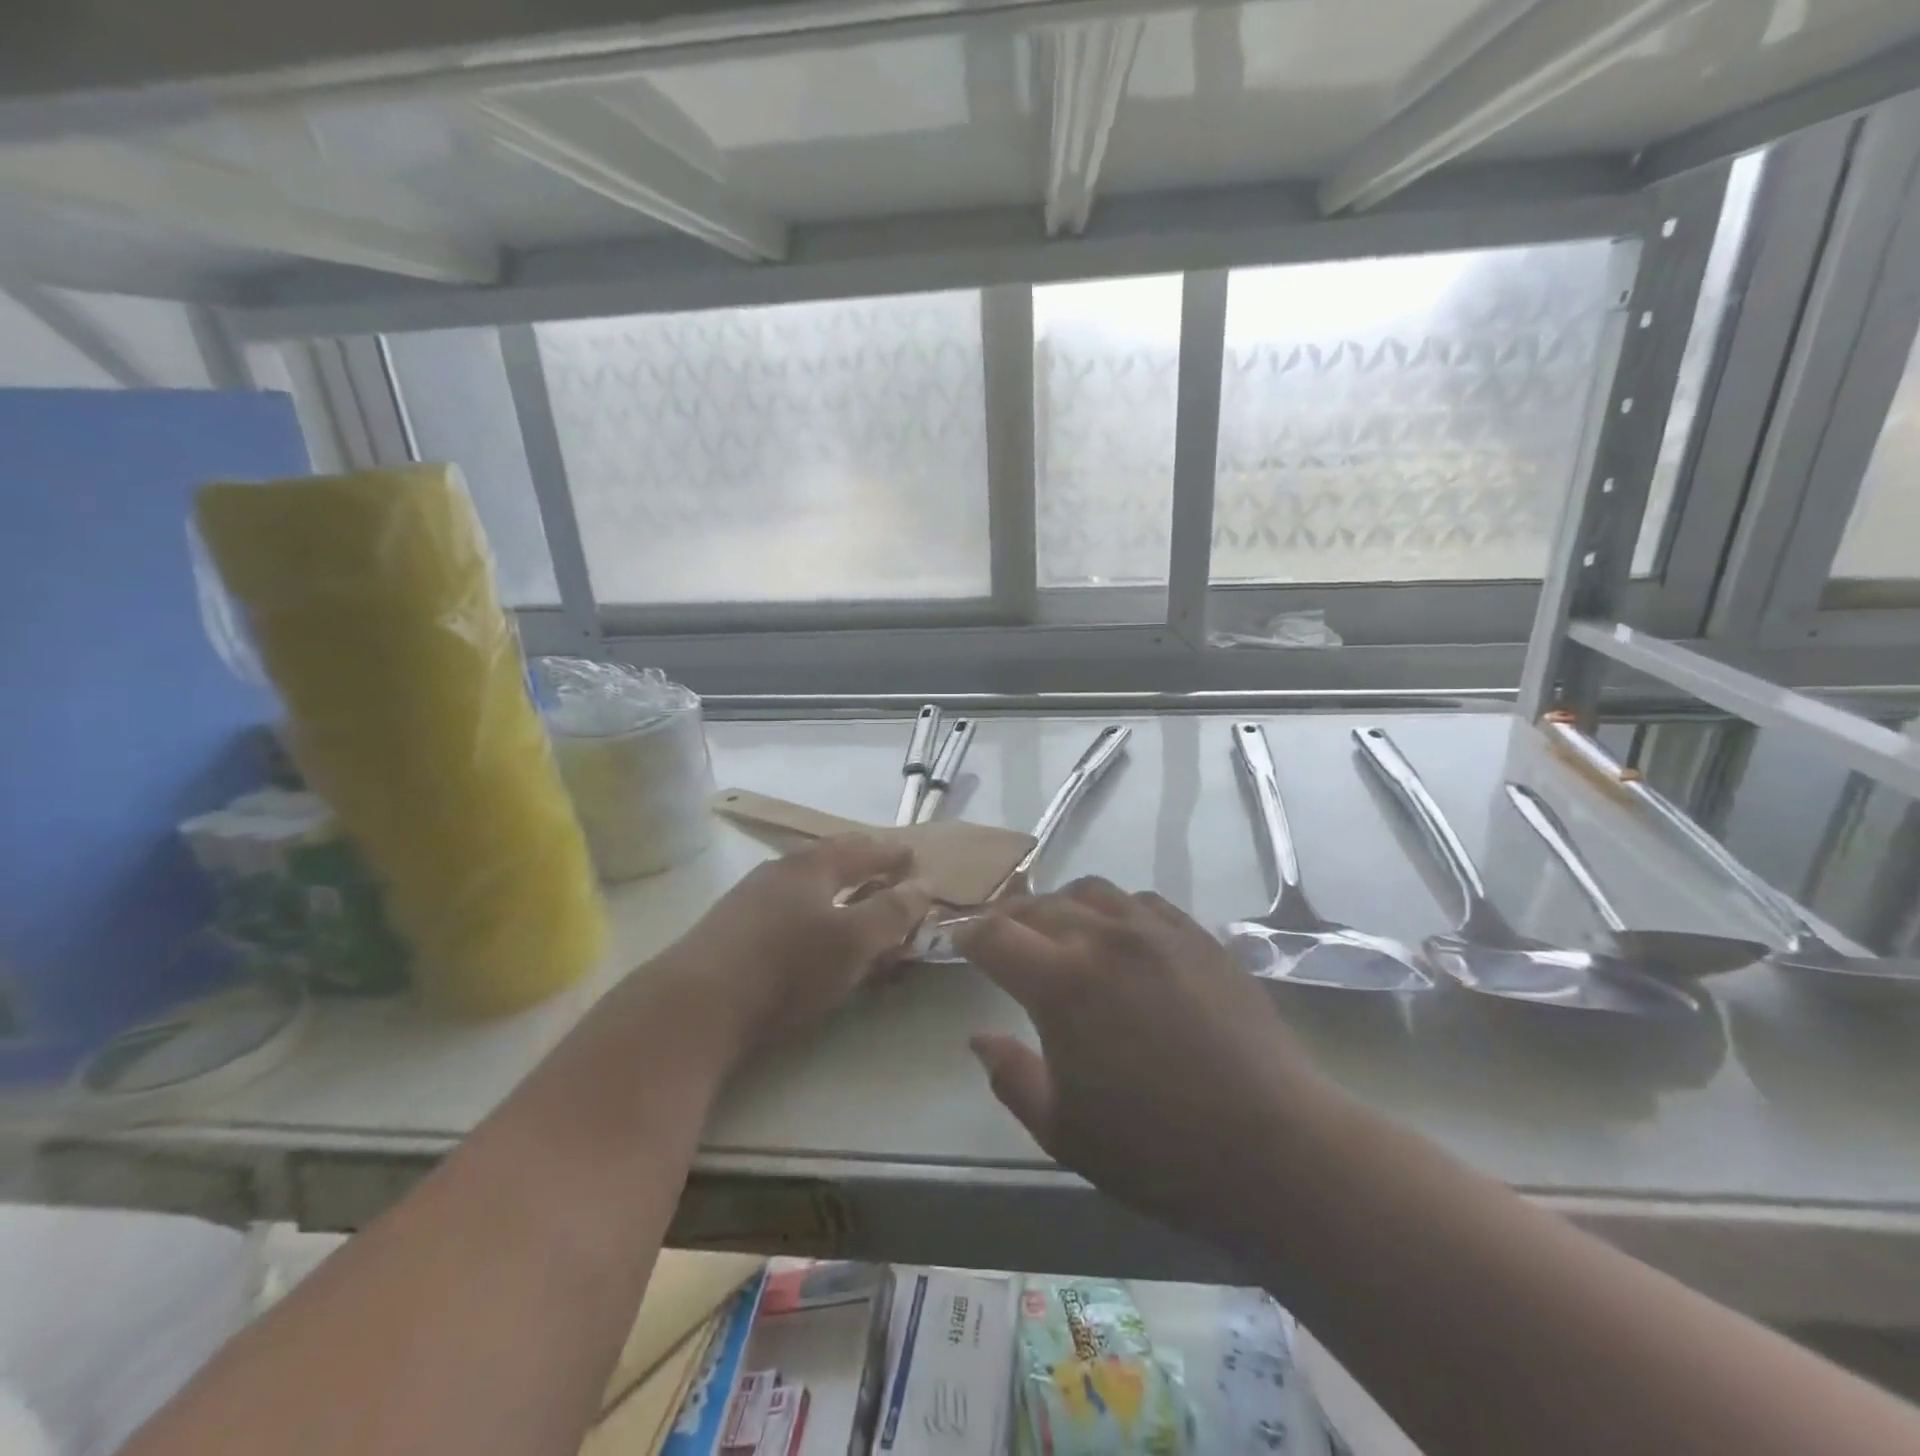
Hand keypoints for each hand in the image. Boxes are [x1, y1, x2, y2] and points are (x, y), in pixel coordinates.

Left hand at [662, 835, 931, 1055]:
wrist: (696, 1004)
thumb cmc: (786, 966)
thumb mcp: (853, 941)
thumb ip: (891, 913)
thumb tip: (922, 886)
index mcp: (812, 866)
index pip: (861, 849)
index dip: (889, 853)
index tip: (911, 856)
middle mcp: (779, 872)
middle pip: (828, 859)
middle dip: (860, 863)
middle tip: (884, 870)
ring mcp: (749, 899)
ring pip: (805, 885)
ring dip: (834, 889)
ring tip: (851, 901)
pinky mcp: (731, 930)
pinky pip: (786, 909)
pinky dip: (811, 912)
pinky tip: (808, 933)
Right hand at [954, 878, 1327, 1241]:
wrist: (1274, 1147)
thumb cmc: (1158, 1150)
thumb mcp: (1063, 1131)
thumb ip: (1011, 1077)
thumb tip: (979, 1037)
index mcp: (1061, 983)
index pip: (995, 935)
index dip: (969, 936)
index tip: (959, 944)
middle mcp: (1103, 938)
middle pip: (1039, 905)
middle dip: (1009, 919)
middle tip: (1001, 940)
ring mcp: (1155, 930)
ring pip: (1090, 891)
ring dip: (1061, 905)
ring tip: (1058, 931)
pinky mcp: (1197, 936)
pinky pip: (1140, 901)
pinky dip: (1113, 910)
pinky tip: (1119, 937)